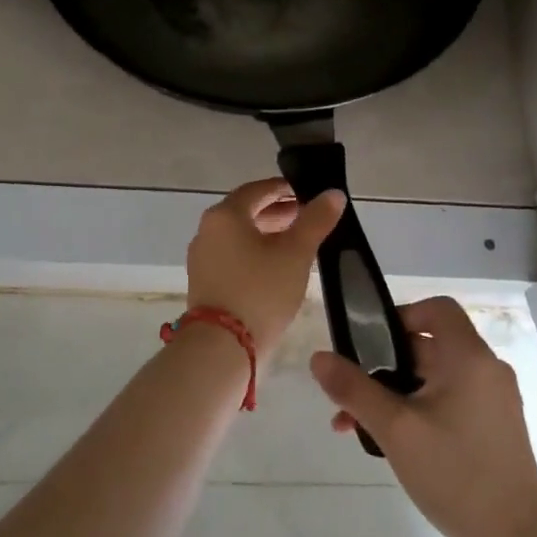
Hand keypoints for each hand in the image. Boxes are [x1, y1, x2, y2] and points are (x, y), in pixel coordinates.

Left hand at [186, 178, 345, 360]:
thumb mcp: (296, 254)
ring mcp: (202, 257)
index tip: (308, 194)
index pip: (257, 190)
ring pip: (239, 235)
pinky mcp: (204, 281)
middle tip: (308, 218)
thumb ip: (315, 220)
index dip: (285, 189)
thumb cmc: (261, 291)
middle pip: (246, 211)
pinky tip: (277, 267)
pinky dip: (254, 252)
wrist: (222, 347)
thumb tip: (333, 194)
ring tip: (297, 242)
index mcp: (225, 215)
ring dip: (267, 233)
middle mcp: (208, 230)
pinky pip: (232, 255)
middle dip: (278, 212)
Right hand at [310, 297, 536, 536]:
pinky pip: (449, 401)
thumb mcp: (395, 429)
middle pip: (429, 346)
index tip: (370, 343)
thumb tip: (318, 357)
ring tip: (358, 426)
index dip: (401, 315)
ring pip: (434, 378)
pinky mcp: (494, 427)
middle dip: (383, 366)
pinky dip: (418, 409)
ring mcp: (493, 400)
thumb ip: (354, 389)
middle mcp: (486, 370)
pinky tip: (392, 443)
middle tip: (350, 395)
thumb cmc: (455, 473)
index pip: (437, 309)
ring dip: (395, 393)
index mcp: (469, 358)